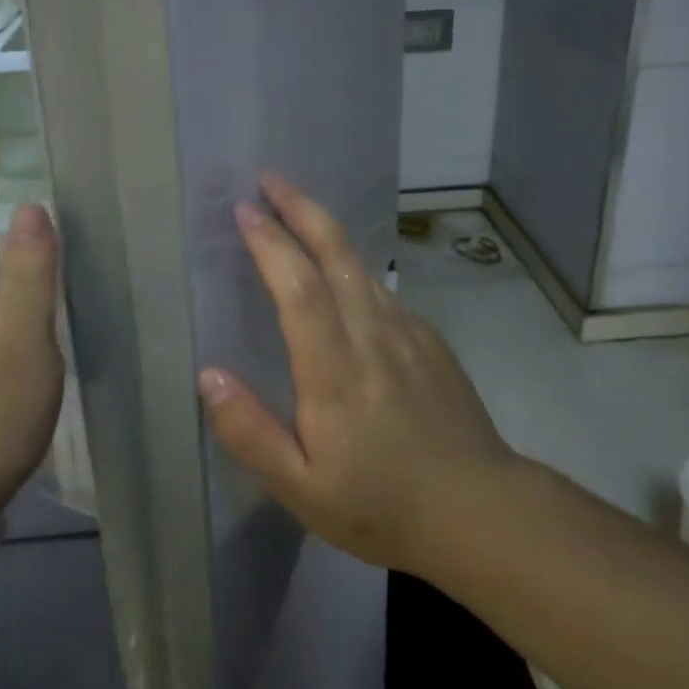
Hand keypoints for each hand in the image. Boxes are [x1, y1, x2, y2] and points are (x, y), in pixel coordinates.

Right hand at [197, 175, 517, 575]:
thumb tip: (208, 375)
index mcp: (334, 369)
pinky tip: (340, 276)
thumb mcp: (301, 490)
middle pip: (335, 252)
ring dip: (323, 228)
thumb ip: (249, 432)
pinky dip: (350, 267)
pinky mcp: (428, 338)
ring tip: (293, 211)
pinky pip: (380, 289)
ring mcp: (407, 330)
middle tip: (268, 178)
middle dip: (299, 206)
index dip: (270, 242)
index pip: (298, 286)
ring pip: (360, 264)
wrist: (479, 510)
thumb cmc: (381, 505)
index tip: (244, 209)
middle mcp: (372, 333)